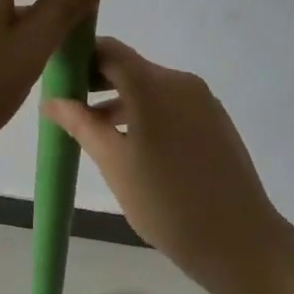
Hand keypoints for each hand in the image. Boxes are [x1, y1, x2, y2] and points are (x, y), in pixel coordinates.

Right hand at [44, 37, 287, 293]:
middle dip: (97, 82)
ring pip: (150, 88)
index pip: (107, 49)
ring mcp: (202, 100)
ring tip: (96, 134)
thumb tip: (51, 100)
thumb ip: (80, 124)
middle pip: (129, 67)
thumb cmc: (167, 202)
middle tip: (70, 109)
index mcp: (152, 84)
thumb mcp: (114, 163)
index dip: (79, 58)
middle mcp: (179, 80)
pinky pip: (171, 104)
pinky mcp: (216, 120)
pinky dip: (147, 114)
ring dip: (121, 102)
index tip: (58, 81)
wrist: (242, 243)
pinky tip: (135, 147)